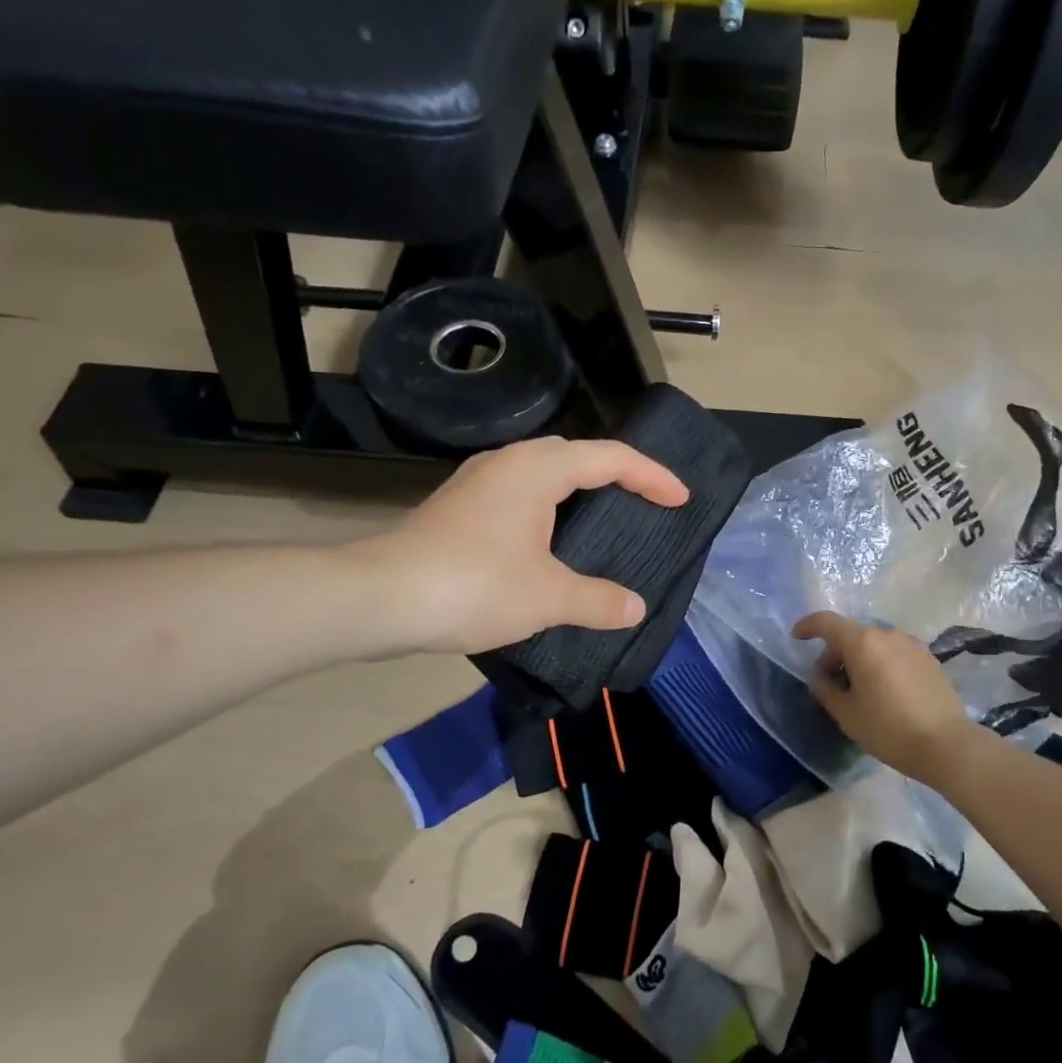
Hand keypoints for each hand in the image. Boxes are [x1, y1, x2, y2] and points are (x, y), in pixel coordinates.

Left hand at [367, 437, 688, 654]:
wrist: (380, 598)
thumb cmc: (474, 586)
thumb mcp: (548, 598)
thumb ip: (598, 600)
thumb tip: (635, 608)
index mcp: (538, 469)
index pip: (611, 458)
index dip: (652, 476)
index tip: (681, 499)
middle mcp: (508, 462)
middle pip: (576, 454)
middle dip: (616, 474)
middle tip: (645, 502)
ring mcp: (478, 482)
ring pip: (543, 472)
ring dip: (578, 489)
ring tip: (603, 519)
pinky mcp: (459, 506)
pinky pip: (519, 493)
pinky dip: (548, 507)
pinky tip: (549, 542)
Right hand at [791, 612, 973, 782]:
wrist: (947, 745)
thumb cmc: (889, 729)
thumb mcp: (846, 714)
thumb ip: (825, 689)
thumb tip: (820, 675)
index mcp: (862, 643)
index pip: (827, 622)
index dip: (808, 626)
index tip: (796, 638)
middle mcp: (887, 635)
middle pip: (851, 634)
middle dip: (834, 654)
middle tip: (829, 684)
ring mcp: (911, 645)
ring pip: (874, 644)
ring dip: (859, 659)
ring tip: (858, 690)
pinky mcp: (928, 658)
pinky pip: (894, 653)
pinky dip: (880, 663)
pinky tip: (883, 691)